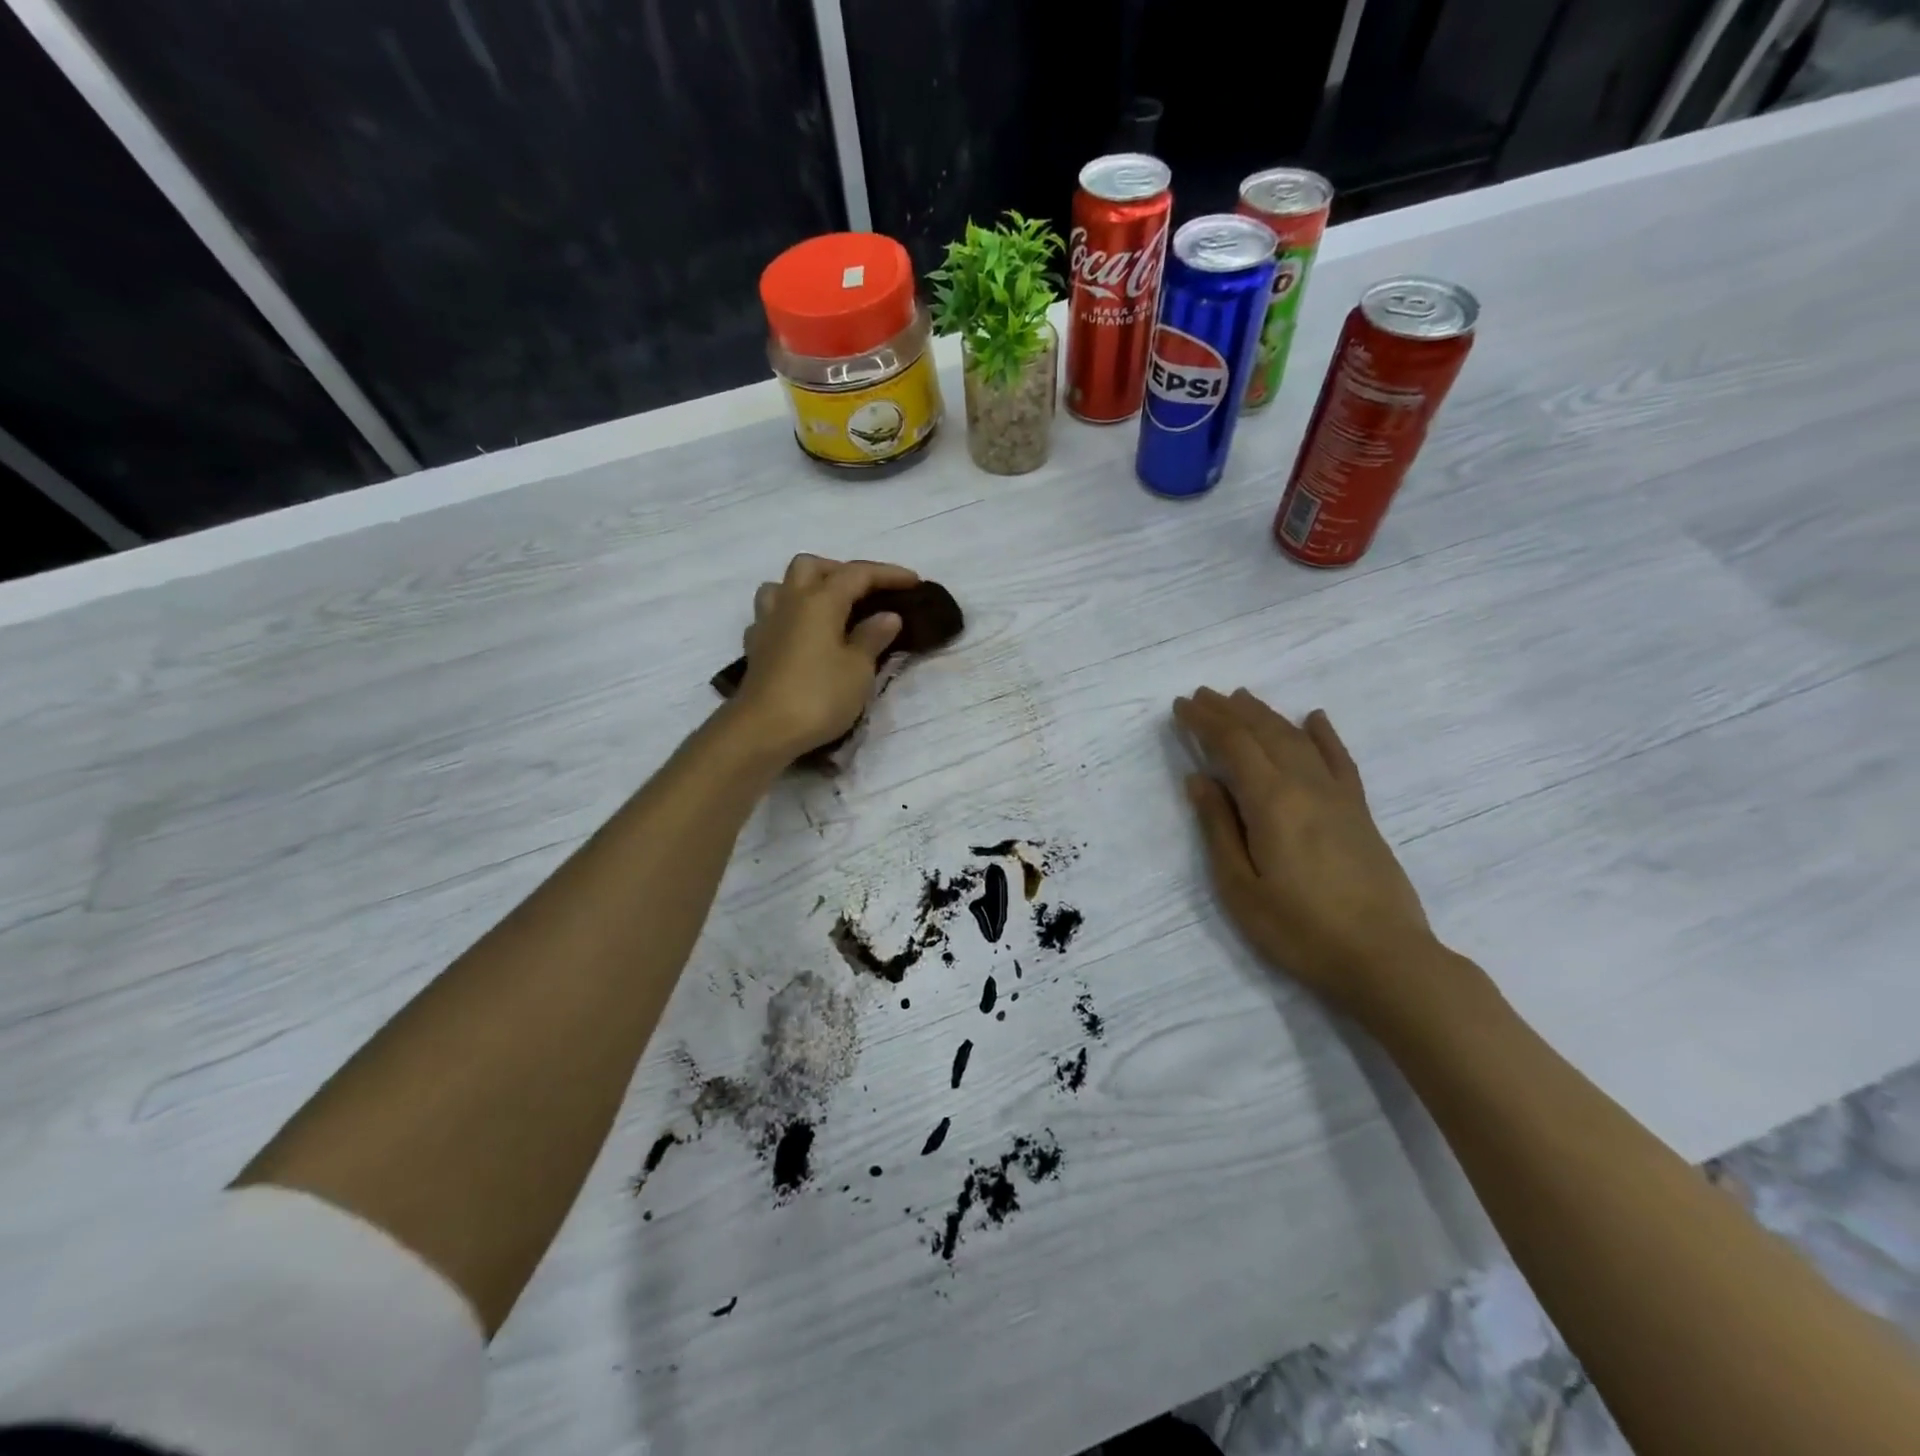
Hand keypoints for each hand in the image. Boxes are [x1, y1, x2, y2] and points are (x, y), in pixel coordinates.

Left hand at [730, 554, 919, 756]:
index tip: (914, 581)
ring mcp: (767, 623)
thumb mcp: (858, 669)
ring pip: (783, 585)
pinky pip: (771, 616)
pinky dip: (790, 617)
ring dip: (806, 588)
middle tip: (865, 592)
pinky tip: (802, 635)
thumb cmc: (819, 696)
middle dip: (840, 571)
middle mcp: (790, 602)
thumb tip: (887, 616)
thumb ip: (872, 638)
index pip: (857, 574)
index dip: (887, 574)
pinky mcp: (756, 648)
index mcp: (820, 601)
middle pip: (811, 566)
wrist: (763, 730)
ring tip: (829, 609)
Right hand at [1173, 687, 1442, 1023]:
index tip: (1180, 705)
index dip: (1205, 722)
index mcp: (1272, 801)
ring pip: (1298, 740)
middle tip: (1203, 695)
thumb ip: (1219, 828)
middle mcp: (1306, 786)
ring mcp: (1339, 797)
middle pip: (1265, 733)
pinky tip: (1315, 718)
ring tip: (1243, 698)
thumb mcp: (1240, 887)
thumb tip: (1199, 780)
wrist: (1385, 959)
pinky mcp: (1360, 813)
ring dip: (1267, 715)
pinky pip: (1340, 760)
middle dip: (1230, 711)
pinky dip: (1324, 735)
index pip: (1233, 745)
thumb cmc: (1299, 929)